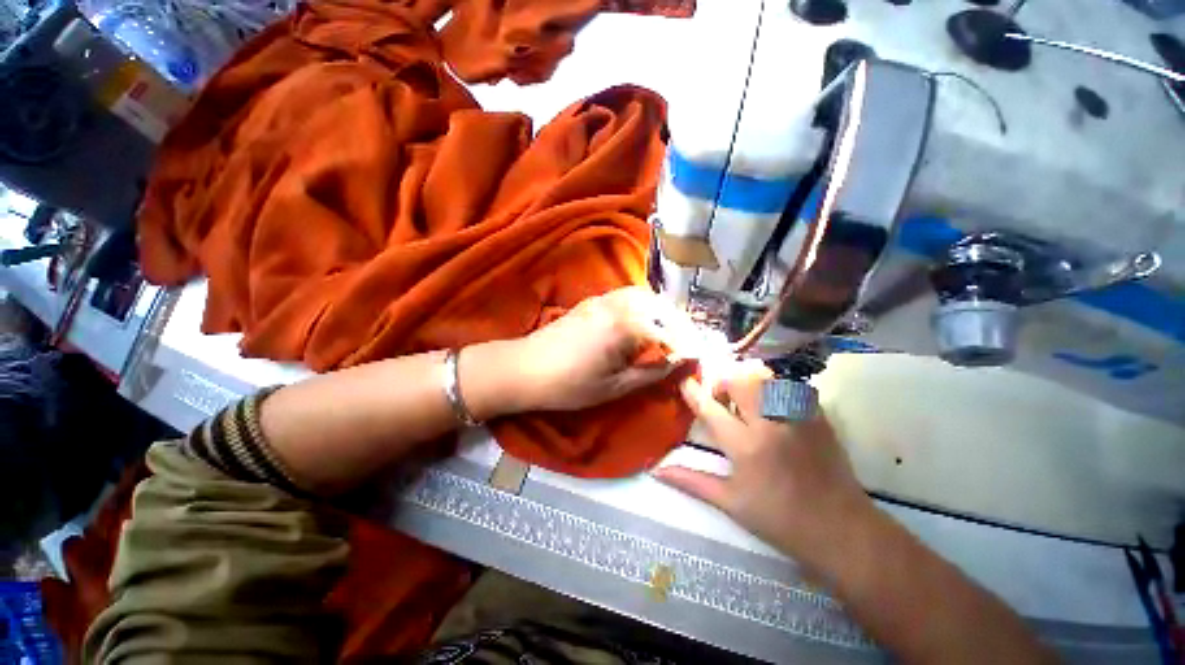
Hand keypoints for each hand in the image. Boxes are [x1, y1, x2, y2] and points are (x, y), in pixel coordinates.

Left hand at [499, 286, 687, 412]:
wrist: (525, 368)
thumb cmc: (570, 384)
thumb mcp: (614, 387)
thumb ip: (651, 372)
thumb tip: (679, 364)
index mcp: (627, 326)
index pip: (670, 332)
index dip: (687, 346)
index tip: (698, 359)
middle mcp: (619, 304)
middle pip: (662, 307)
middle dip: (680, 325)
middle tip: (688, 345)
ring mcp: (604, 298)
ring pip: (646, 296)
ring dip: (663, 312)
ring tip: (670, 333)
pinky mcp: (593, 300)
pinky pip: (629, 295)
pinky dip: (645, 306)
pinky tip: (644, 322)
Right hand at [654, 361, 875, 568]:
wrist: (841, 530)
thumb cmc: (780, 520)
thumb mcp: (731, 504)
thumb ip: (693, 482)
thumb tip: (657, 471)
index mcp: (746, 447)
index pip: (711, 409)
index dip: (694, 392)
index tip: (684, 382)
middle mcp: (771, 424)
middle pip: (740, 382)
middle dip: (724, 383)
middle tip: (721, 398)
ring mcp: (798, 417)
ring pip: (767, 378)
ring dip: (749, 382)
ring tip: (746, 399)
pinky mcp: (818, 416)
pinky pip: (791, 387)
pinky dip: (776, 389)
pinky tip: (774, 406)